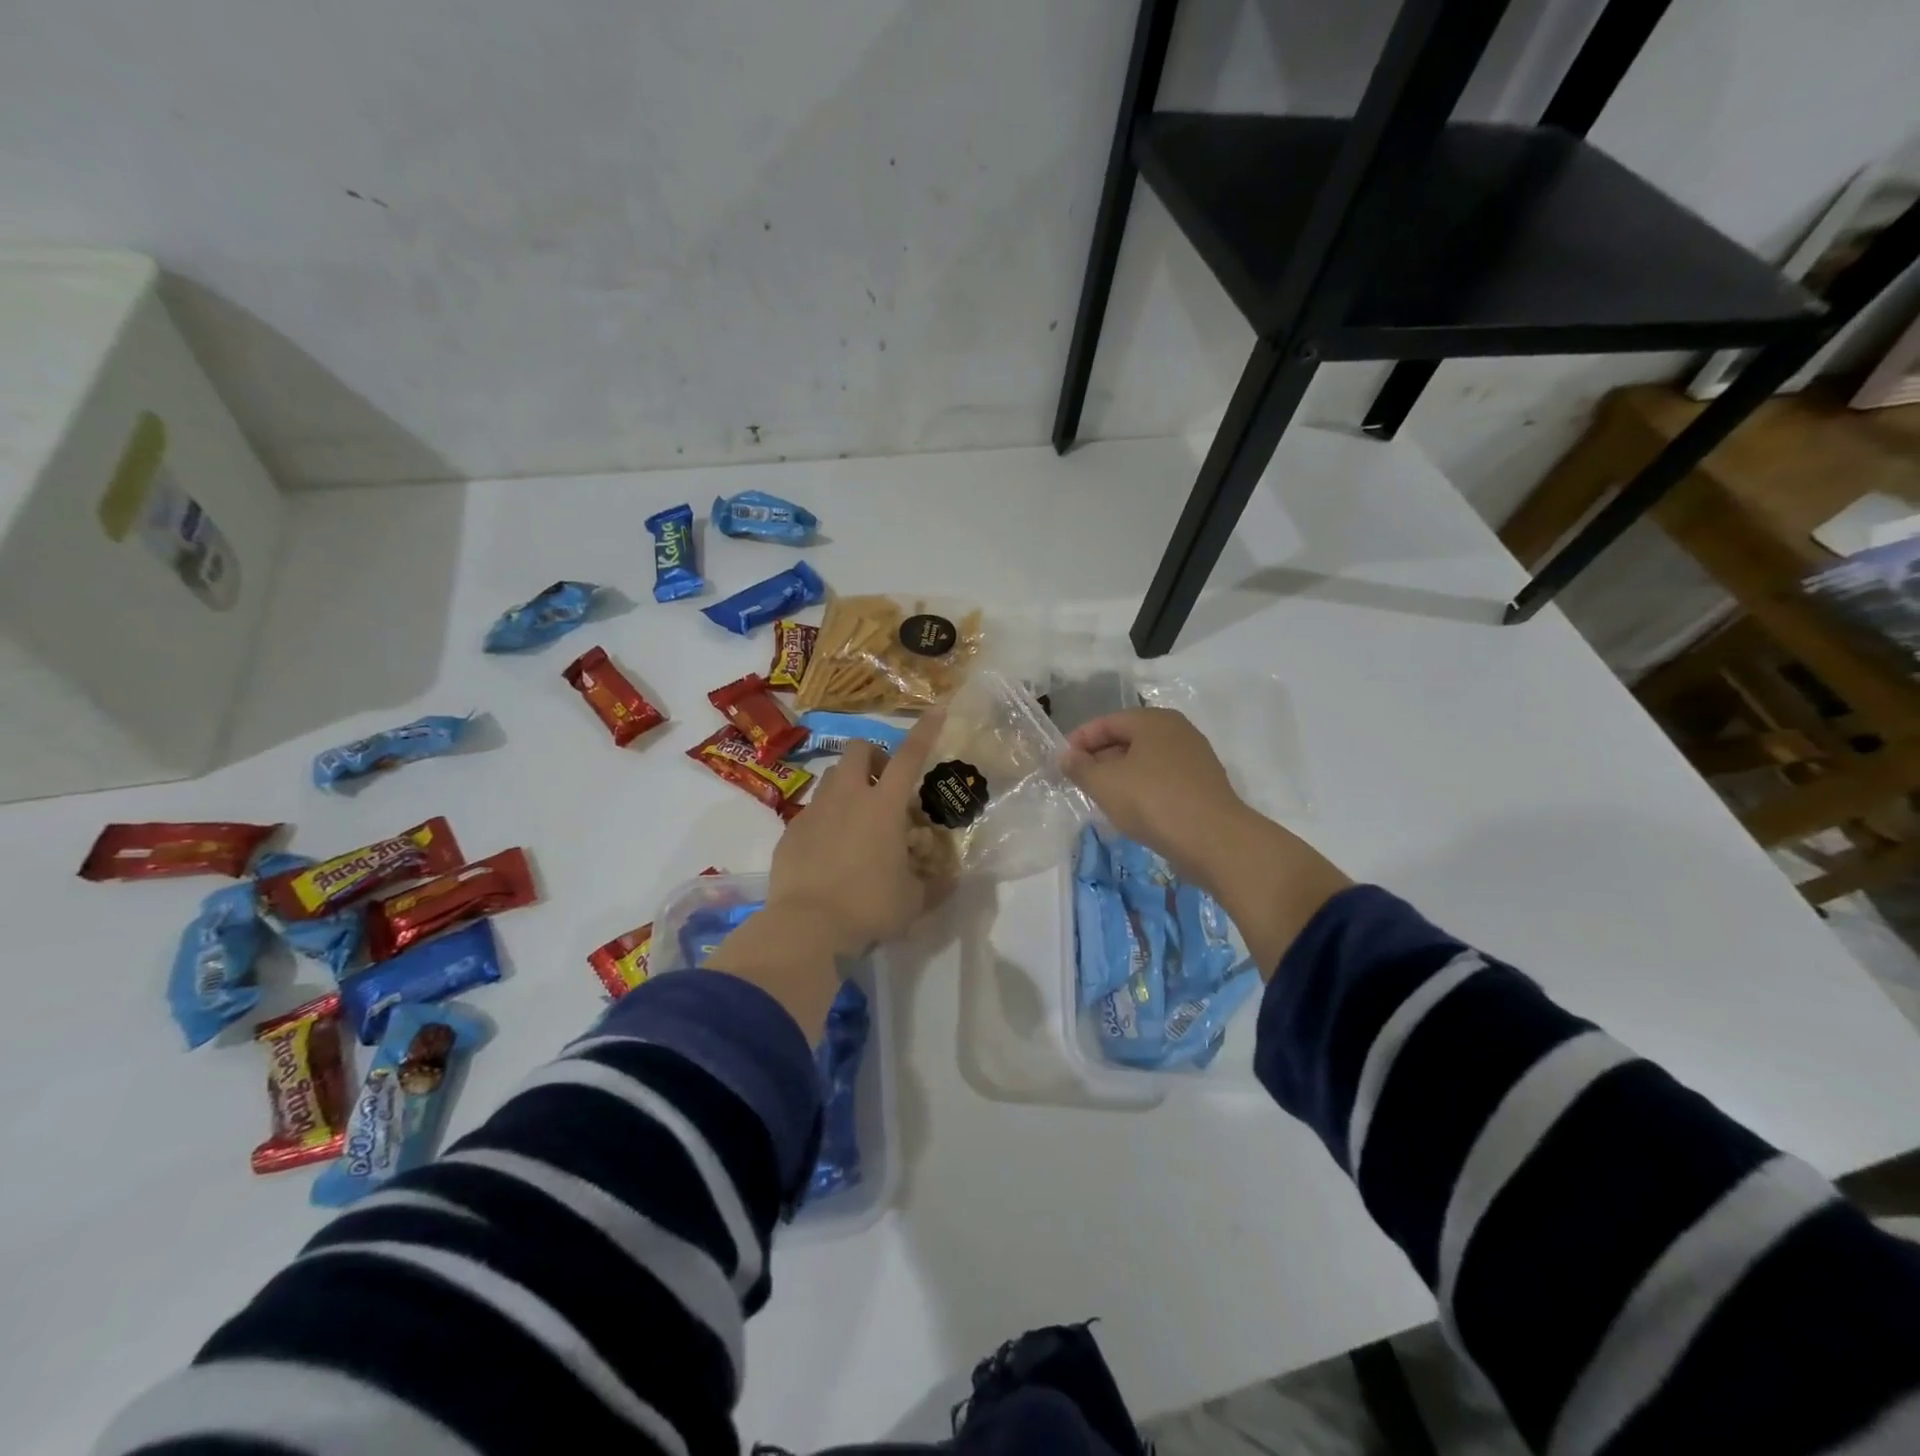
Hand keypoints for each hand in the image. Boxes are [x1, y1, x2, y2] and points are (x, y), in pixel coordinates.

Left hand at [767, 709, 948, 952]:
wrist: (806, 927)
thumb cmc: (869, 907)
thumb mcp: (913, 901)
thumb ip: (934, 885)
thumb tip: (950, 880)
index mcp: (883, 806)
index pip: (909, 756)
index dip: (926, 730)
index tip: (937, 709)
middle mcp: (848, 798)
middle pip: (860, 750)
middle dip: (876, 755)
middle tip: (886, 784)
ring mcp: (815, 811)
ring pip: (832, 777)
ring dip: (849, 784)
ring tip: (857, 817)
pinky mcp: (791, 831)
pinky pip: (812, 811)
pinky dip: (826, 819)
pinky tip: (830, 851)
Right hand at [1061, 707, 1251, 884]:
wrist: (1214, 839)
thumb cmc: (1152, 801)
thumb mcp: (1104, 783)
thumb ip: (1080, 767)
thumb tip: (1066, 757)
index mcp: (1153, 720)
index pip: (1107, 722)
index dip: (1080, 740)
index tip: (1062, 763)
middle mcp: (1177, 731)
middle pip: (1128, 738)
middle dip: (1100, 757)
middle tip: (1079, 781)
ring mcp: (1194, 758)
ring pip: (1146, 760)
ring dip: (1120, 775)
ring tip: (1101, 797)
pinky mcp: (1203, 785)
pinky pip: (1162, 779)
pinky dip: (1142, 788)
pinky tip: (1131, 810)